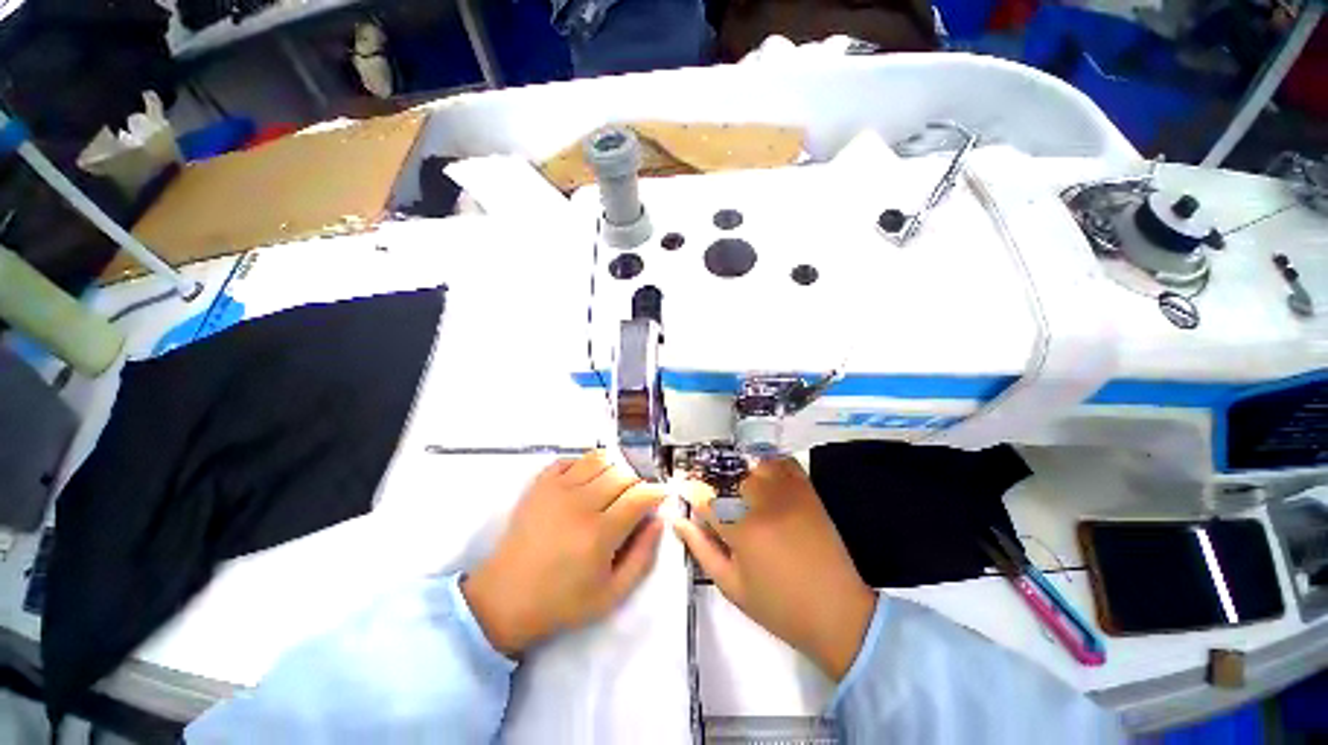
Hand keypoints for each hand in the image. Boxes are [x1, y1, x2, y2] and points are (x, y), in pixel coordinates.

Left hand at [462, 450, 665, 656]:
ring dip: (613, 470)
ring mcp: (557, 490)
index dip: (656, 493)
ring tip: (611, 490)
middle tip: (634, 501)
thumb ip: (643, 557)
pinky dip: (585, 465)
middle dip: (637, 484)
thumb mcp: (612, 595)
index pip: (640, 496)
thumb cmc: (562, 602)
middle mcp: (580, 504)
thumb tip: (658, 521)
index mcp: (600, 533)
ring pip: (600, 460)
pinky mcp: (540, 484)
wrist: (505, 598)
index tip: (660, 498)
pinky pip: (571, 459)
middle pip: (623, 474)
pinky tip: (585, 484)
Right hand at [674, 458, 876, 680]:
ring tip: (734, 486)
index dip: (689, 490)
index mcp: (740, 528)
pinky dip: (768, 462)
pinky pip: (782, 462)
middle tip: (709, 494)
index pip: (703, 496)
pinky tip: (761, 474)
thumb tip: (678, 520)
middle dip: (711, 481)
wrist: (836, 612)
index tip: (682, 489)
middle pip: (726, 475)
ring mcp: (787, 492)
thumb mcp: (731, 586)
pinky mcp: (807, 490)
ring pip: (751, 464)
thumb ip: (701, 548)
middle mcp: (762, 502)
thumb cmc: (778, 606)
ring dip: (737, 471)